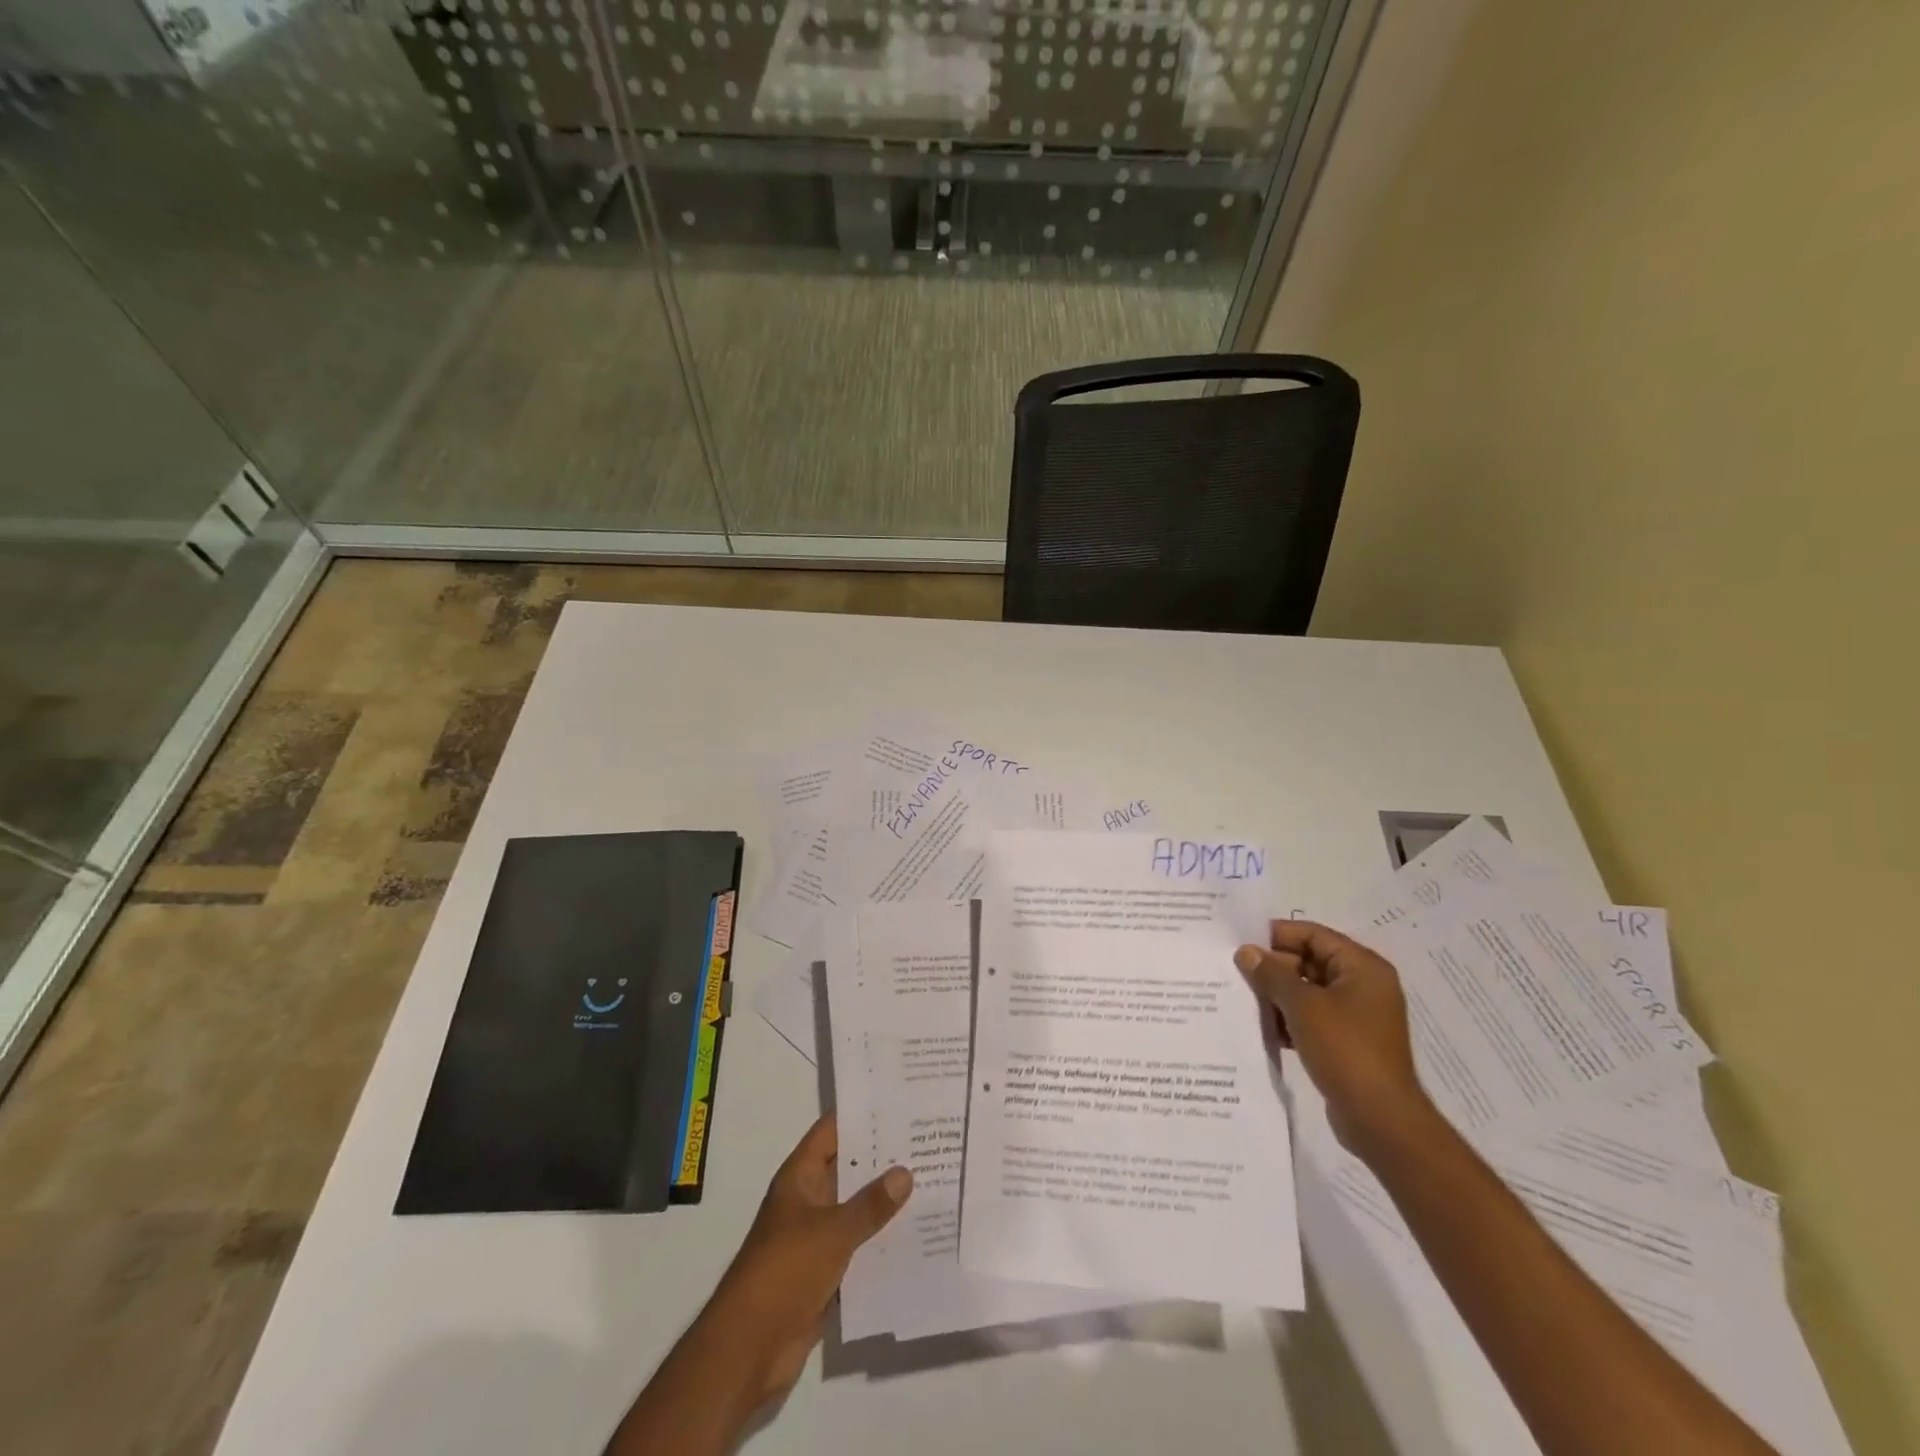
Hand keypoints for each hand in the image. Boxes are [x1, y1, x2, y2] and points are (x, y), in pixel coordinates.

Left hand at [703, 1114, 912, 1406]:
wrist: (749, 1348)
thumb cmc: (785, 1272)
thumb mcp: (832, 1232)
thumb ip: (870, 1204)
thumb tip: (905, 1171)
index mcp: (800, 1177)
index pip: (832, 1131)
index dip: (861, 1113)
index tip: (898, 1099)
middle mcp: (809, 1200)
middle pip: (849, 1168)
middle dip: (883, 1156)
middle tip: (927, 1138)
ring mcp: (816, 1237)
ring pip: (857, 1208)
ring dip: (886, 1200)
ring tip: (932, 1179)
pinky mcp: (825, 1272)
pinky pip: (859, 1246)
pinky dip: (882, 1240)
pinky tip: (917, 1233)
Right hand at [1234, 920, 1433, 1158]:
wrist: (1381, 1119)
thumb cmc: (1345, 1050)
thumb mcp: (1302, 1006)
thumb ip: (1271, 974)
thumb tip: (1246, 951)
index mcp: (1362, 967)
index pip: (1313, 934)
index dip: (1277, 936)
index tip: (1242, 943)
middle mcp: (1364, 985)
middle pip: (1310, 961)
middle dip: (1274, 968)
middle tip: (1237, 975)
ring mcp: (1357, 1015)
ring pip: (1308, 991)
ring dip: (1278, 995)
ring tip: (1245, 1001)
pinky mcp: (1349, 1042)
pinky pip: (1313, 1018)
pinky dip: (1290, 1019)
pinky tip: (1264, 1029)